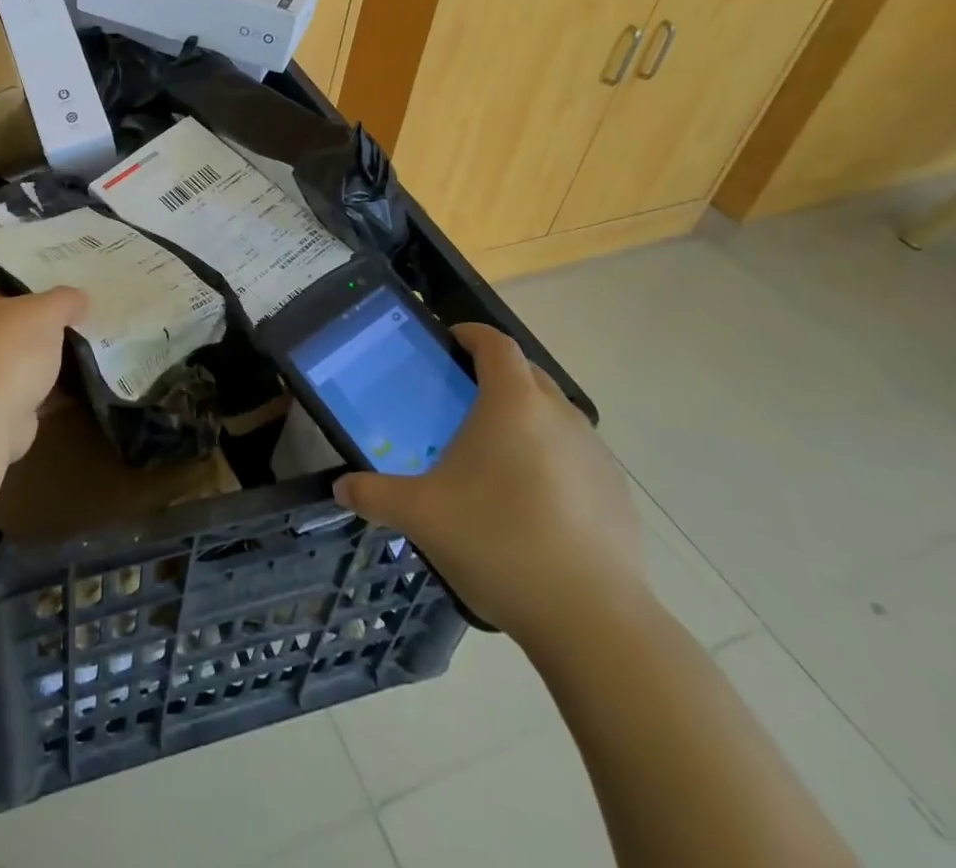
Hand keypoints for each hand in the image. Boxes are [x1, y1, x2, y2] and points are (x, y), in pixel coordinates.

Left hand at [0, 287, 87, 460]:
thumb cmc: (7, 348)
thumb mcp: (47, 311)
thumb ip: (64, 300)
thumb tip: (79, 300)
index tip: (3, 300)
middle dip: (9, 332)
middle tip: (45, 325)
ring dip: (22, 366)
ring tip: (63, 357)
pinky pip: (14, 396)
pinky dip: (36, 395)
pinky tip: (66, 390)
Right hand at [333, 323, 646, 648]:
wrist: (592, 620)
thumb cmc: (497, 542)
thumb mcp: (420, 516)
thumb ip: (374, 494)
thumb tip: (340, 489)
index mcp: (513, 403)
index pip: (495, 344)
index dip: (471, 334)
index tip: (449, 342)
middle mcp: (560, 415)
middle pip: (528, 372)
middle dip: (496, 373)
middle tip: (461, 397)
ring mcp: (595, 454)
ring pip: (555, 414)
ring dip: (526, 417)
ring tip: (493, 453)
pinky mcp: (615, 493)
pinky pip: (576, 455)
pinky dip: (551, 458)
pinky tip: (531, 502)